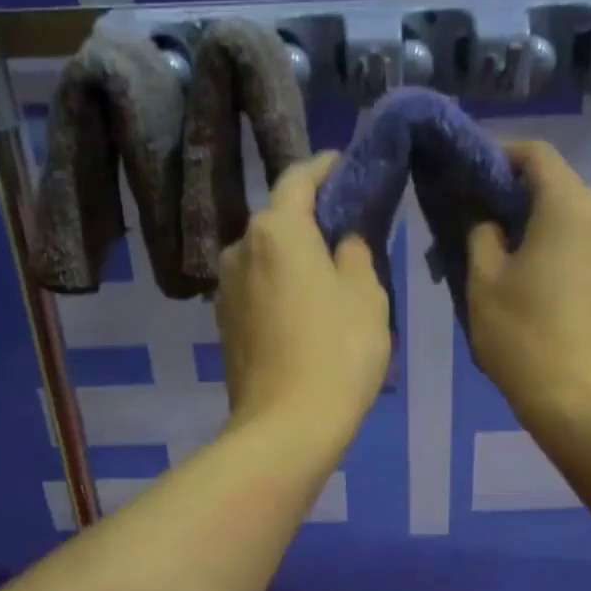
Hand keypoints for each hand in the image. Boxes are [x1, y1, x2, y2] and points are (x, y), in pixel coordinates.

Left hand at [215, 153, 390, 456]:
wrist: (286, 426)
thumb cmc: (338, 352)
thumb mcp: (366, 295)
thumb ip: (356, 253)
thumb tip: (344, 240)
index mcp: (276, 230)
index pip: (298, 179)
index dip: (324, 167)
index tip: (345, 164)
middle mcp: (240, 248)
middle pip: (277, 219)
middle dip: (310, 216)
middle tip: (346, 226)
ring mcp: (225, 288)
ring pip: (265, 255)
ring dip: (294, 255)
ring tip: (327, 270)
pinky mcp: (224, 322)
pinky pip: (257, 286)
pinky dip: (280, 284)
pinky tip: (304, 306)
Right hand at [466, 140, 590, 431]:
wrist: (584, 403)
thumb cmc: (525, 337)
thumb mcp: (484, 281)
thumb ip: (479, 233)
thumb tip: (484, 215)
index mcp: (570, 204)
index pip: (535, 154)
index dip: (498, 155)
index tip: (466, 175)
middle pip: (554, 186)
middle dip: (511, 197)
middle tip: (471, 223)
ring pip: (568, 220)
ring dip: (533, 228)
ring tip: (496, 258)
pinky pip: (583, 248)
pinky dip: (554, 250)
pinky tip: (528, 283)